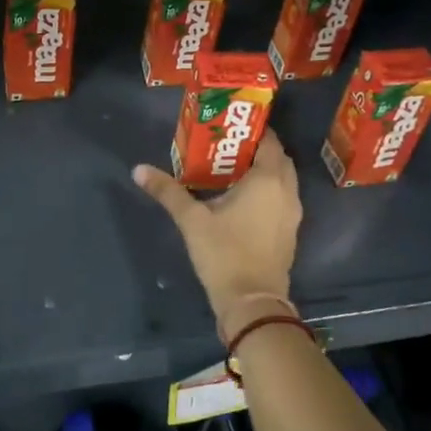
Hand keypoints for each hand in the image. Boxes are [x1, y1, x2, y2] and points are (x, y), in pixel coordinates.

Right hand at [132, 133, 302, 344]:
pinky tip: (241, 198)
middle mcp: (287, 191)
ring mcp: (292, 213)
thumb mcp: (191, 220)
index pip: (268, 141)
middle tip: (226, 147)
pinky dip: (268, 191)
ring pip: (282, 180)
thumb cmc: (224, 253)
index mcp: (268, 179)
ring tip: (230, 170)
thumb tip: (138, 169)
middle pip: (277, 158)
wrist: (252, 302)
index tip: (227, 128)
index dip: (252, 130)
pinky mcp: (289, 232)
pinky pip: (282, 198)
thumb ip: (167, 191)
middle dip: (256, 149)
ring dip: (263, 171)